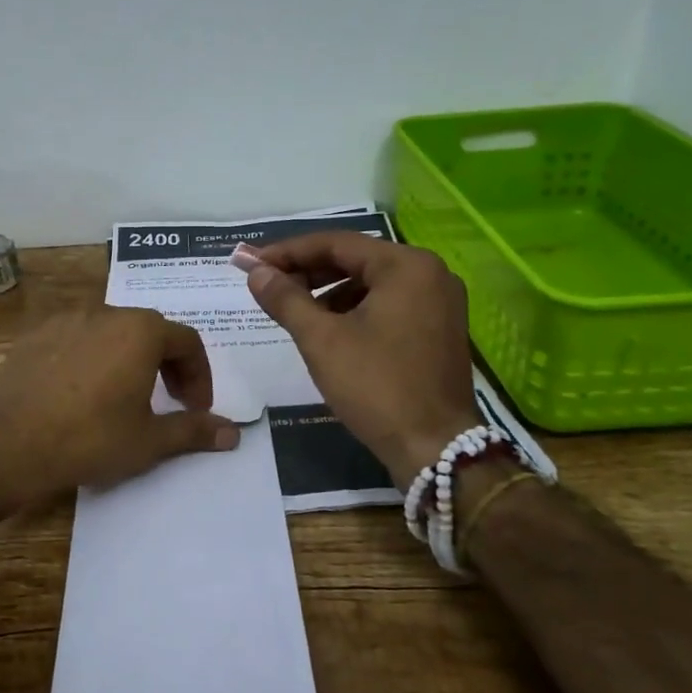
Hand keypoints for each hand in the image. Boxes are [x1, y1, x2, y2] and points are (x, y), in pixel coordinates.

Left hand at [0, 307, 239, 506]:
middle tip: (168, 401)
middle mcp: (105, 313)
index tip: (194, 407)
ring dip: (127, 359)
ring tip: (123, 397)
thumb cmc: (90, 438)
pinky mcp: (34, 336)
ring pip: (110, 333)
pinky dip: (90, 359)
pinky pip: (75, 340)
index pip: (187, 341)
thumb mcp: (149, 441)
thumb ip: (194, 430)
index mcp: (140, 331)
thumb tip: (233, 433)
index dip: (199, 375)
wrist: (8, 443)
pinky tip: (79, 394)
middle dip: (167, 365)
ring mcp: (65, 321)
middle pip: (149, 331)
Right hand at [244, 232, 480, 483]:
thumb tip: (255, 272)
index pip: (336, 244)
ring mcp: (440, 302)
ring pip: (371, 283)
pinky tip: (328, 330)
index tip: (251, 263)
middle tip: (267, 285)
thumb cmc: (377, 387)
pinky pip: (388, 304)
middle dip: (308, 271)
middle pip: (355, 260)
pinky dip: (354, 310)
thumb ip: (286, 299)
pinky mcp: (439, 329)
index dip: (288, 252)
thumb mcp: (321, 340)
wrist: (435, 449)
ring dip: (329, 291)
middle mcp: (430, 273)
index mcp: (406, 266)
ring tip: (293, 310)